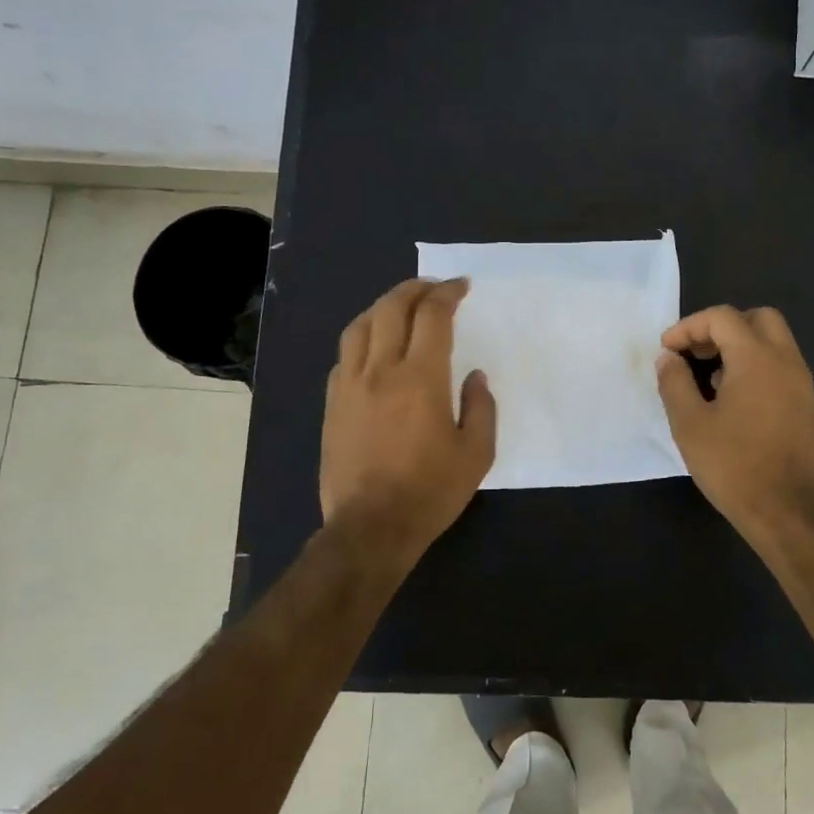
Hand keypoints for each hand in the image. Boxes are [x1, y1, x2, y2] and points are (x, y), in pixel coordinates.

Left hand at [320, 278, 496, 565]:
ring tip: (400, 308)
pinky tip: (373, 348)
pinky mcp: (333, 404)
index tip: (460, 286)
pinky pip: (345, 355)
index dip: (447, 294)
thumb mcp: (476, 454)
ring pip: (360, 326)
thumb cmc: (430, 491)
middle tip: (433, 289)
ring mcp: (350, 385)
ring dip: (383, 307)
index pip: (432, 316)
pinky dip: (363, 338)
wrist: (371, 527)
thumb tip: (473, 377)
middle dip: (414, 289)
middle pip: (391, 309)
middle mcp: (381, 370)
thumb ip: (480, 407)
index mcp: (420, 378)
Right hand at [656, 305, 813, 548]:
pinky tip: (733, 401)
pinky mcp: (807, 407)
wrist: (788, 513)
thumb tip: (668, 358)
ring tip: (710, 378)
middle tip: (696, 353)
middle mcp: (786, 361)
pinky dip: (756, 367)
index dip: (689, 327)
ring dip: (740, 347)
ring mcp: (802, 384)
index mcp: (757, 358)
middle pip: (757, 319)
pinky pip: (781, 368)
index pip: (722, 318)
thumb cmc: (734, 465)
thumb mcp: (690, 424)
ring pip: (774, 343)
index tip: (667, 350)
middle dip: (722, 327)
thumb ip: (674, 382)